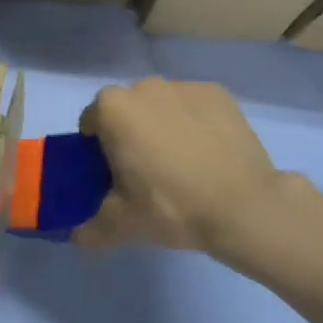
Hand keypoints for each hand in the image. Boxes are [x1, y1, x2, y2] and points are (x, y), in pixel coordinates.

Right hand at [74, 78, 289, 253]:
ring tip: (182, 164)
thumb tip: (77, 236)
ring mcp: (184, 86)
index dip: (97, 150)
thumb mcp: (123, 224)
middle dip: (129, 133)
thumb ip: (91, 227)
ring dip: (161, 125)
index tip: (114, 175)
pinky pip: (193, 106)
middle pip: (126, 110)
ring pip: (160, 105)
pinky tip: (208, 153)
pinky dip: (194, 122)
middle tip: (146, 173)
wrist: (245, 207)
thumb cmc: (172, 207)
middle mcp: (144, 86)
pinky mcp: (218, 93)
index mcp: (112, 108)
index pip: (91, 124)